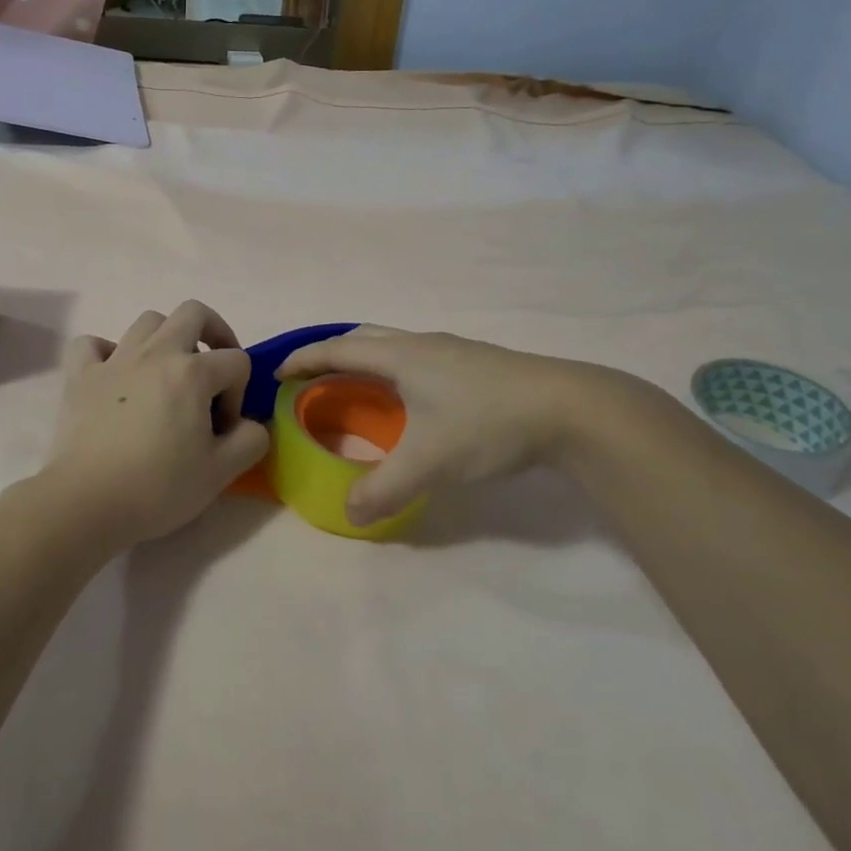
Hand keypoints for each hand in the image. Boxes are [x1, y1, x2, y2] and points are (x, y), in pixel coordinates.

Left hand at [40, 301, 269, 544]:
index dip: (239, 393)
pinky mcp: (80, 376)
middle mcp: (155, 353)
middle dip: (214, 333)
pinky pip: (92, 344)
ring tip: (167, 374)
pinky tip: (115, 376)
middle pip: (193, 313)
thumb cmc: (158, 488)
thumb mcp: (222, 472)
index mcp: (192, 372)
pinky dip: (107, 352)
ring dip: (166, 339)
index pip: (236, 361)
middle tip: (214, 369)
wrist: (87, 502)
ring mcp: (114, 360)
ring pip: (147, 322)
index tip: (223, 428)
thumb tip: (249, 425)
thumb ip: (251, 440)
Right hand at [276, 326, 634, 524]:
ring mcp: (454, 351)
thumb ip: (382, 490)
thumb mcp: (429, 463)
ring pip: (395, 346)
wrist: (573, 408)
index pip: (338, 350)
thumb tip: (348, 513)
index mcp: (402, 356)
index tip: (278, 372)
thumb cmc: (488, 424)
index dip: (305, 359)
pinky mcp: (478, 364)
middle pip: (365, 338)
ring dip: (366, 361)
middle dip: (332, 354)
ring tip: (356, 388)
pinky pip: (418, 358)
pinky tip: (411, 400)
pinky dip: (395, 371)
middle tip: (312, 378)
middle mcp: (423, 344)